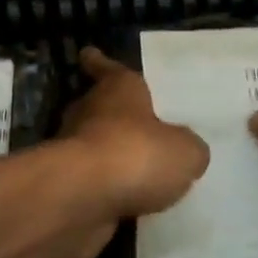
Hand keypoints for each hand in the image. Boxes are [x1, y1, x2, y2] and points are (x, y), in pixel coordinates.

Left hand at [52, 48, 209, 257]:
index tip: (88, 54)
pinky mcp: (68, 186)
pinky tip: (128, 203)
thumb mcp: (185, 151)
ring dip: (110, 156)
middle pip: (99, 107)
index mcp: (117, 88)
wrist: (82, 199)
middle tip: (136, 126)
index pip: (106, 68)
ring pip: (95, 146)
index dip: (100, 62)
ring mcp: (73, 150)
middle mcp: (90, 112)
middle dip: (112, 115)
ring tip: (139, 172)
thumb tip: (188, 152)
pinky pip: (93, 183)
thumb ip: (188, 148)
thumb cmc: (136, 154)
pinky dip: (106, 190)